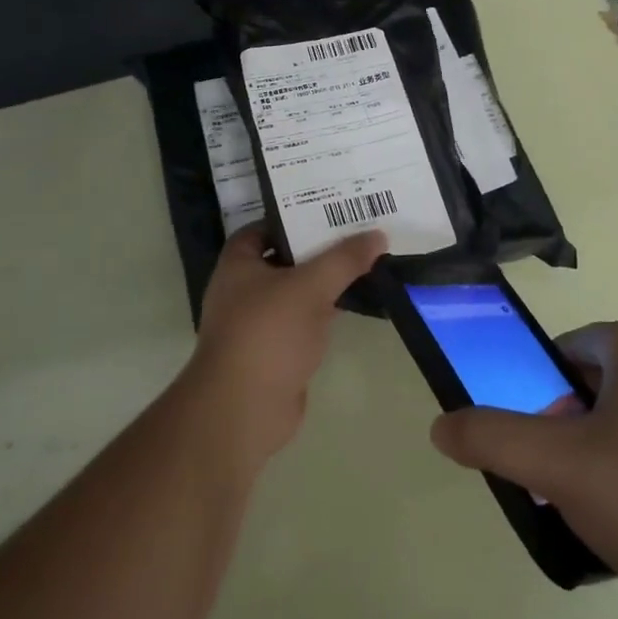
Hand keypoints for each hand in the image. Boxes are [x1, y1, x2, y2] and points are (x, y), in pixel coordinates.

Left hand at [187, 225, 386, 468]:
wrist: (244, 409)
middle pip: (286, 258)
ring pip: (298, 292)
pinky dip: (326, 312)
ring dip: (325, 282)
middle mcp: (244, 289)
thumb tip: (378, 235)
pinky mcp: (277, 351)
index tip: (331, 209)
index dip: (295, 216)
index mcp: (239, 264)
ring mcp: (260, 323)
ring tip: (366, 262)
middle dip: (319, 248)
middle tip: (359, 232)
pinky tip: (356, 304)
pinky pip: (305, 321)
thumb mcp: (310, 286)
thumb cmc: (267, 334)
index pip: (266, 227)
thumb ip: (344, 259)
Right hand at [430, 322, 617, 618]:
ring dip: (602, 459)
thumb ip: (493, 439)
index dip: (550, 366)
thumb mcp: (558, 465)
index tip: (530, 408)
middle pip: (609, 387)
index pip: (587, 338)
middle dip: (569, 420)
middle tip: (545, 463)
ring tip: (579, 506)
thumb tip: (439, 426)